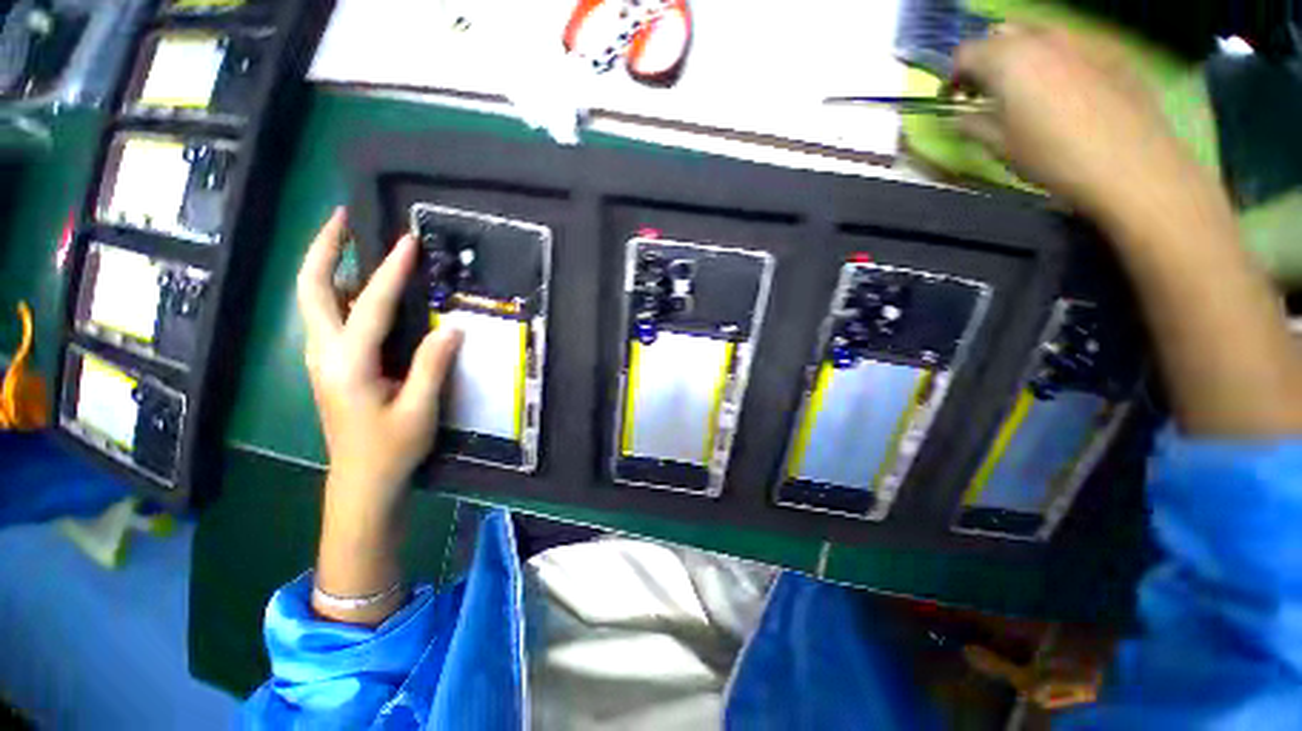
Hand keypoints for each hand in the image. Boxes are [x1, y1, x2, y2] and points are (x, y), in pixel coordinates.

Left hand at [297, 208, 461, 621]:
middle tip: (342, 217)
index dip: (390, 272)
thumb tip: (450, 328)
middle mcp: (323, 353)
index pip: (368, 306)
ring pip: (312, 299)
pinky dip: (336, 288)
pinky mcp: (328, 363)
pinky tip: (357, 283)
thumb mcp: (419, 410)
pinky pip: (326, 314)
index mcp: (347, 365)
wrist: (362, 480)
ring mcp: (320, 357)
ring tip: (349, 238)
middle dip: (322, 248)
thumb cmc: (391, 449)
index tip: (408, 241)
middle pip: (310, 289)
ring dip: (325, 263)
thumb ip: (432, 365)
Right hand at [952, 24, 1196, 221]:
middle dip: (988, 58)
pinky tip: (1065, 93)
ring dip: (1024, 56)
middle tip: (987, 90)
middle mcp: (1043, 39)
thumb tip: (960, 117)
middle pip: (1003, 34)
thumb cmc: (1054, 157)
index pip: (966, 52)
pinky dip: (1058, 62)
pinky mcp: (1111, 52)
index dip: (954, 75)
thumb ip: (974, 125)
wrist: (1130, 165)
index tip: (954, 98)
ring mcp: (1082, 40)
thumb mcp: (1001, 147)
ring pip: (1040, 35)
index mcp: (1009, 61)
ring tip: (1026, 90)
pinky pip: (1073, 47)